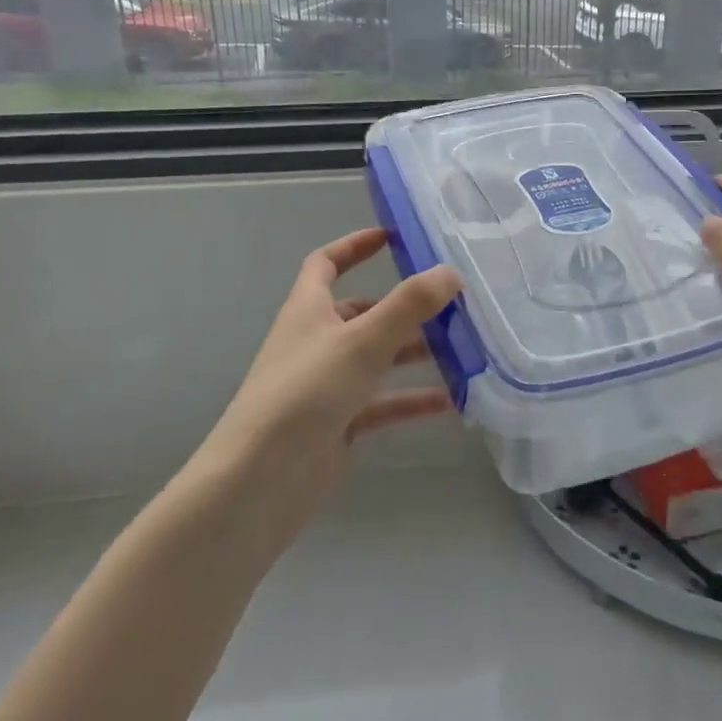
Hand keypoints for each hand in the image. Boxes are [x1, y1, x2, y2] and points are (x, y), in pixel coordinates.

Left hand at [193, 228, 461, 544]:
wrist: (259, 482)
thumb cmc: (305, 394)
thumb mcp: (361, 341)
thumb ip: (408, 305)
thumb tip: (451, 272)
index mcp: (307, 311)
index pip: (325, 264)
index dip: (354, 246)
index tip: (392, 238)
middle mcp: (315, 343)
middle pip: (361, 314)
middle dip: (403, 308)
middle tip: (450, 305)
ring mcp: (325, 387)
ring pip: (376, 360)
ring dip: (413, 353)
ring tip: (462, 350)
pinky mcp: (337, 425)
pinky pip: (381, 404)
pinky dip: (411, 401)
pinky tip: (450, 403)